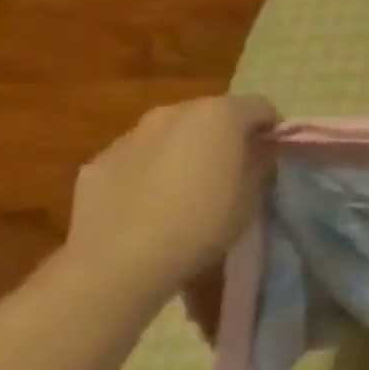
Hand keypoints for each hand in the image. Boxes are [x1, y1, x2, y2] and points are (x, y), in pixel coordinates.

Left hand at [65, 95, 278, 308]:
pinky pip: (137, 157)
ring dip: (183, 149)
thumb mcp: (253, 193)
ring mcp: (130, 135)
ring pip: (170, 133)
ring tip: (184, 187)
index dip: (270, 130)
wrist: (119, 262)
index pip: (261, 107)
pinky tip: (147, 203)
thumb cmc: (203, 221)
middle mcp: (174, 112)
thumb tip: (256, 151)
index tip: (271, 156)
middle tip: (229, 169)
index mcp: (220, 114)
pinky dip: (148, 169)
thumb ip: (258, 161)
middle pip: (211, 114)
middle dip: (223, 135)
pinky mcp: (97, 162)